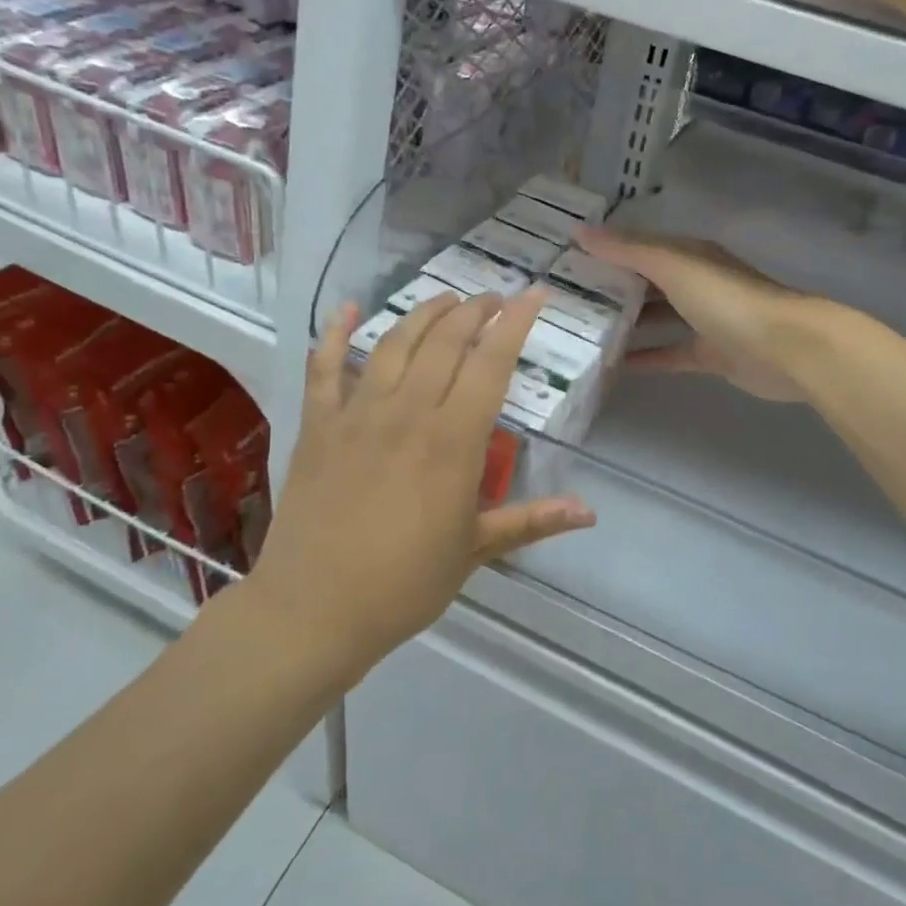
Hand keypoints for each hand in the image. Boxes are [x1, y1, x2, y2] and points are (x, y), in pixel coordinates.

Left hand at [246, 290, 594, 678]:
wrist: (315, 609)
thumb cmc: (405, 584)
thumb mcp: (476, 550)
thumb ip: (532, 520)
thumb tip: (590, 512)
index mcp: (452, 441)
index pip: (491, 365)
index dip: (515, 325)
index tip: (532, 295)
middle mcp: (407, 413)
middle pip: (445, 342)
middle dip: (474, 311)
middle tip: (492, 299)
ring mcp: (357, 414)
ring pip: (394, 343)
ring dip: (423, 313)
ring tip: (446, 300)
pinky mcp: (318, 425)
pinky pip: (324, 368)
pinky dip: (335, 334)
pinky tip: (347, 310)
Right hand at [577, 227, 818, 402]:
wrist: (785, 348)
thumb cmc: (727, 299)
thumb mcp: (673, 266)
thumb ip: (628, 251)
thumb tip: (579, 231)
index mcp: (689, 255)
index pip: (639, 247)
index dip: (606, 250)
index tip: (565, 259)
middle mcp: (695, 283)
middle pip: (646, 283)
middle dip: (611, 289)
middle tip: (565, 300)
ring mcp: (704, 320)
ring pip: (656, 318)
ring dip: (626, 324)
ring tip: (582, 333)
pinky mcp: (710, 354)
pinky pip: (669, 353)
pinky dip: (645, 358)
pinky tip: (614, 366)